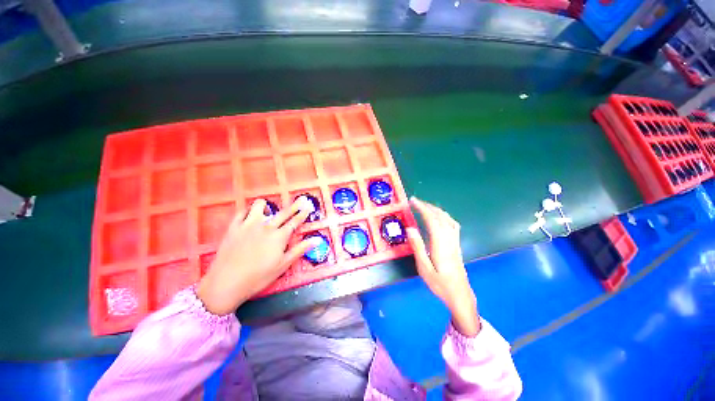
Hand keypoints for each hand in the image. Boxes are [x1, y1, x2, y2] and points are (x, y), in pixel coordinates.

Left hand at [197, 198, 321, 314]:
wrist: (226, 282)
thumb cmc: (258, 276)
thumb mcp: (283, 265)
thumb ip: (300, 249)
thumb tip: (317, 240)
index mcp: (279, 236)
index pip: (295, 221)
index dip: (303, 213)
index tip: (309, 206)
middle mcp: (266, 226)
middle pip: (283, 212)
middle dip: (294, 205)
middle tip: (301, 200)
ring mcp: (248, 224)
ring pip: (260, 206)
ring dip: (267, 207)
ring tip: (268, 212)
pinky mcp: (234, 227)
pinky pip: (242, 212)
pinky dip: (248, 212)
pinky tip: (250, 217)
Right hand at [407, 197, 480, 335]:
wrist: (460, 295)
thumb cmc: (440, 284)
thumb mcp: (424, 268)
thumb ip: (418, 247)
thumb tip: (410, 228)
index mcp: (440, 244)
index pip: (432, 220)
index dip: (422, 208)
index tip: (413, 201)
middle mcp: (449, 239)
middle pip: (440, 216)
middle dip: (428, 206)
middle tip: (416, 201)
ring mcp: (455, 241)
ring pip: (448, 219)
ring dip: (436, 209)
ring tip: (425, 206)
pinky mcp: (457, 244)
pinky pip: (453, 225)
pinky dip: (445, 216)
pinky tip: (440, 218)